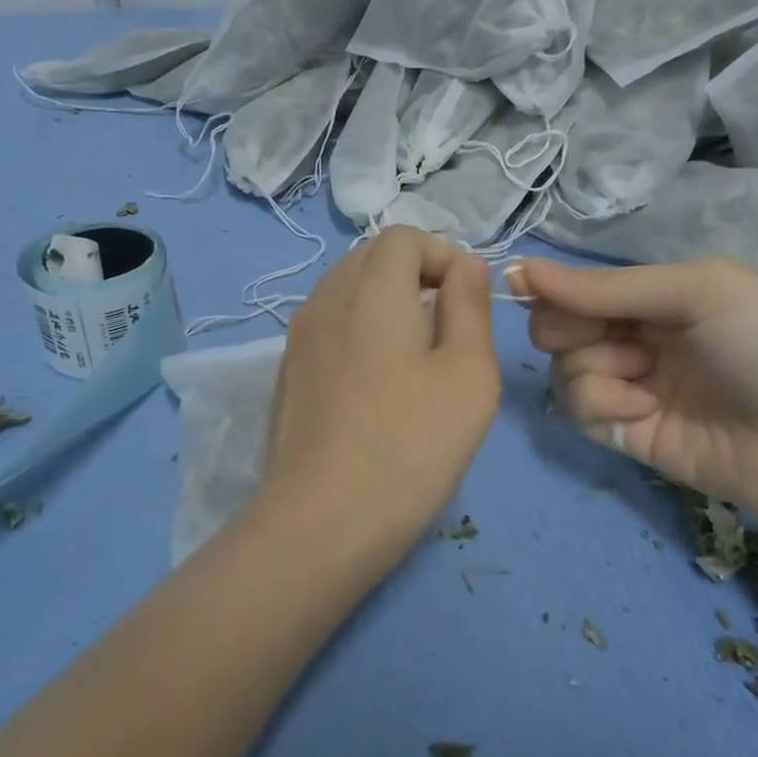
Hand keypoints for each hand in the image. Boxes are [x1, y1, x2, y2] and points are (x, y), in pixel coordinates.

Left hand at [256, 226, 500, 567]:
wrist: (322, 520)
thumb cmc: (410, 444)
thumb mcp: (468, 373)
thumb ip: (470, 306)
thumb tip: (466, 265)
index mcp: (370, 288)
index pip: (403, 236)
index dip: (442, 255)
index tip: (468, 302)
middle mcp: (325, 298)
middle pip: (371, 256)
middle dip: (415, 273)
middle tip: (447, 325)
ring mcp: (298, 336)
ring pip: (346, 288)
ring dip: (386, 301)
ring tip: (416, 354)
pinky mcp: (287, 370)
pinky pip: (329, 323)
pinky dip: (359, 328)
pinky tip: (378, 382)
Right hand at [514, 256, 757, 534]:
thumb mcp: (698, 292)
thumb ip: (607, 286)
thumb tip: (520, 267)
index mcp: (658, 296)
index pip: (580, 286)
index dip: (553, 289)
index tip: (525, 288)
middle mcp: (639, 337)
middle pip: (558, 327)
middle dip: (567, 329)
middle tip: (604, 337)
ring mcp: (632, 387)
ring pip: (563, 369)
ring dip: (593, 369)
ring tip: (642, 381)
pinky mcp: (628, 435)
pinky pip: (579, 411)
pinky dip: (602, 406)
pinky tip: (643, 411)